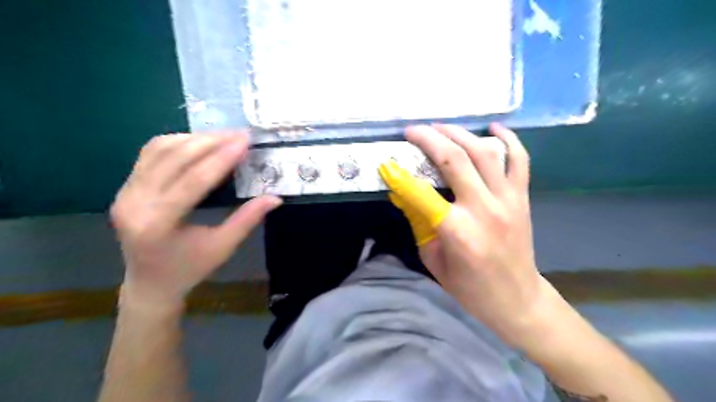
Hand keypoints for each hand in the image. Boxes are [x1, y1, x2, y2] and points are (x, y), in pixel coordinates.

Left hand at [108, 131, 281, 307]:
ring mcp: (125, 193)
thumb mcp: (223, 247)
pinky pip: (150, 154)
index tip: (244, 142)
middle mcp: (134, 204)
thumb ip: (247, 219)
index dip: (221, 159)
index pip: (193, 181)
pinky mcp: (125, 187)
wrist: (150, 282)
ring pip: (159, 150)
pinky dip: (176, 142)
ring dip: (194, 139)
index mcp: (158, 224)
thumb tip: (275, 198)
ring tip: (223, 137)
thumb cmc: (190, 268)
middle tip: (239, 134)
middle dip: (210, 142)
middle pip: (173, 159)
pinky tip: (198, 142)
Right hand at [380, 125, 552, 345]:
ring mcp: (507, 199)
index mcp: (457, 231)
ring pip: (484, 152)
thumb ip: (418, 222)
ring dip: (459, 134)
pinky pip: (520, 160)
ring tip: (440, 127)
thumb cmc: (469, 286)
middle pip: (455, 160)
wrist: (515, 298)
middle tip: (412, 130)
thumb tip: (402, 193)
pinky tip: (493, 126)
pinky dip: (508, 139)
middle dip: (429, 139)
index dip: (400, 176)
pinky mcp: (522, 198)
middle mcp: (483, 208)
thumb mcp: (433, 259)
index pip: (421, 193)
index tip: (387, 163)